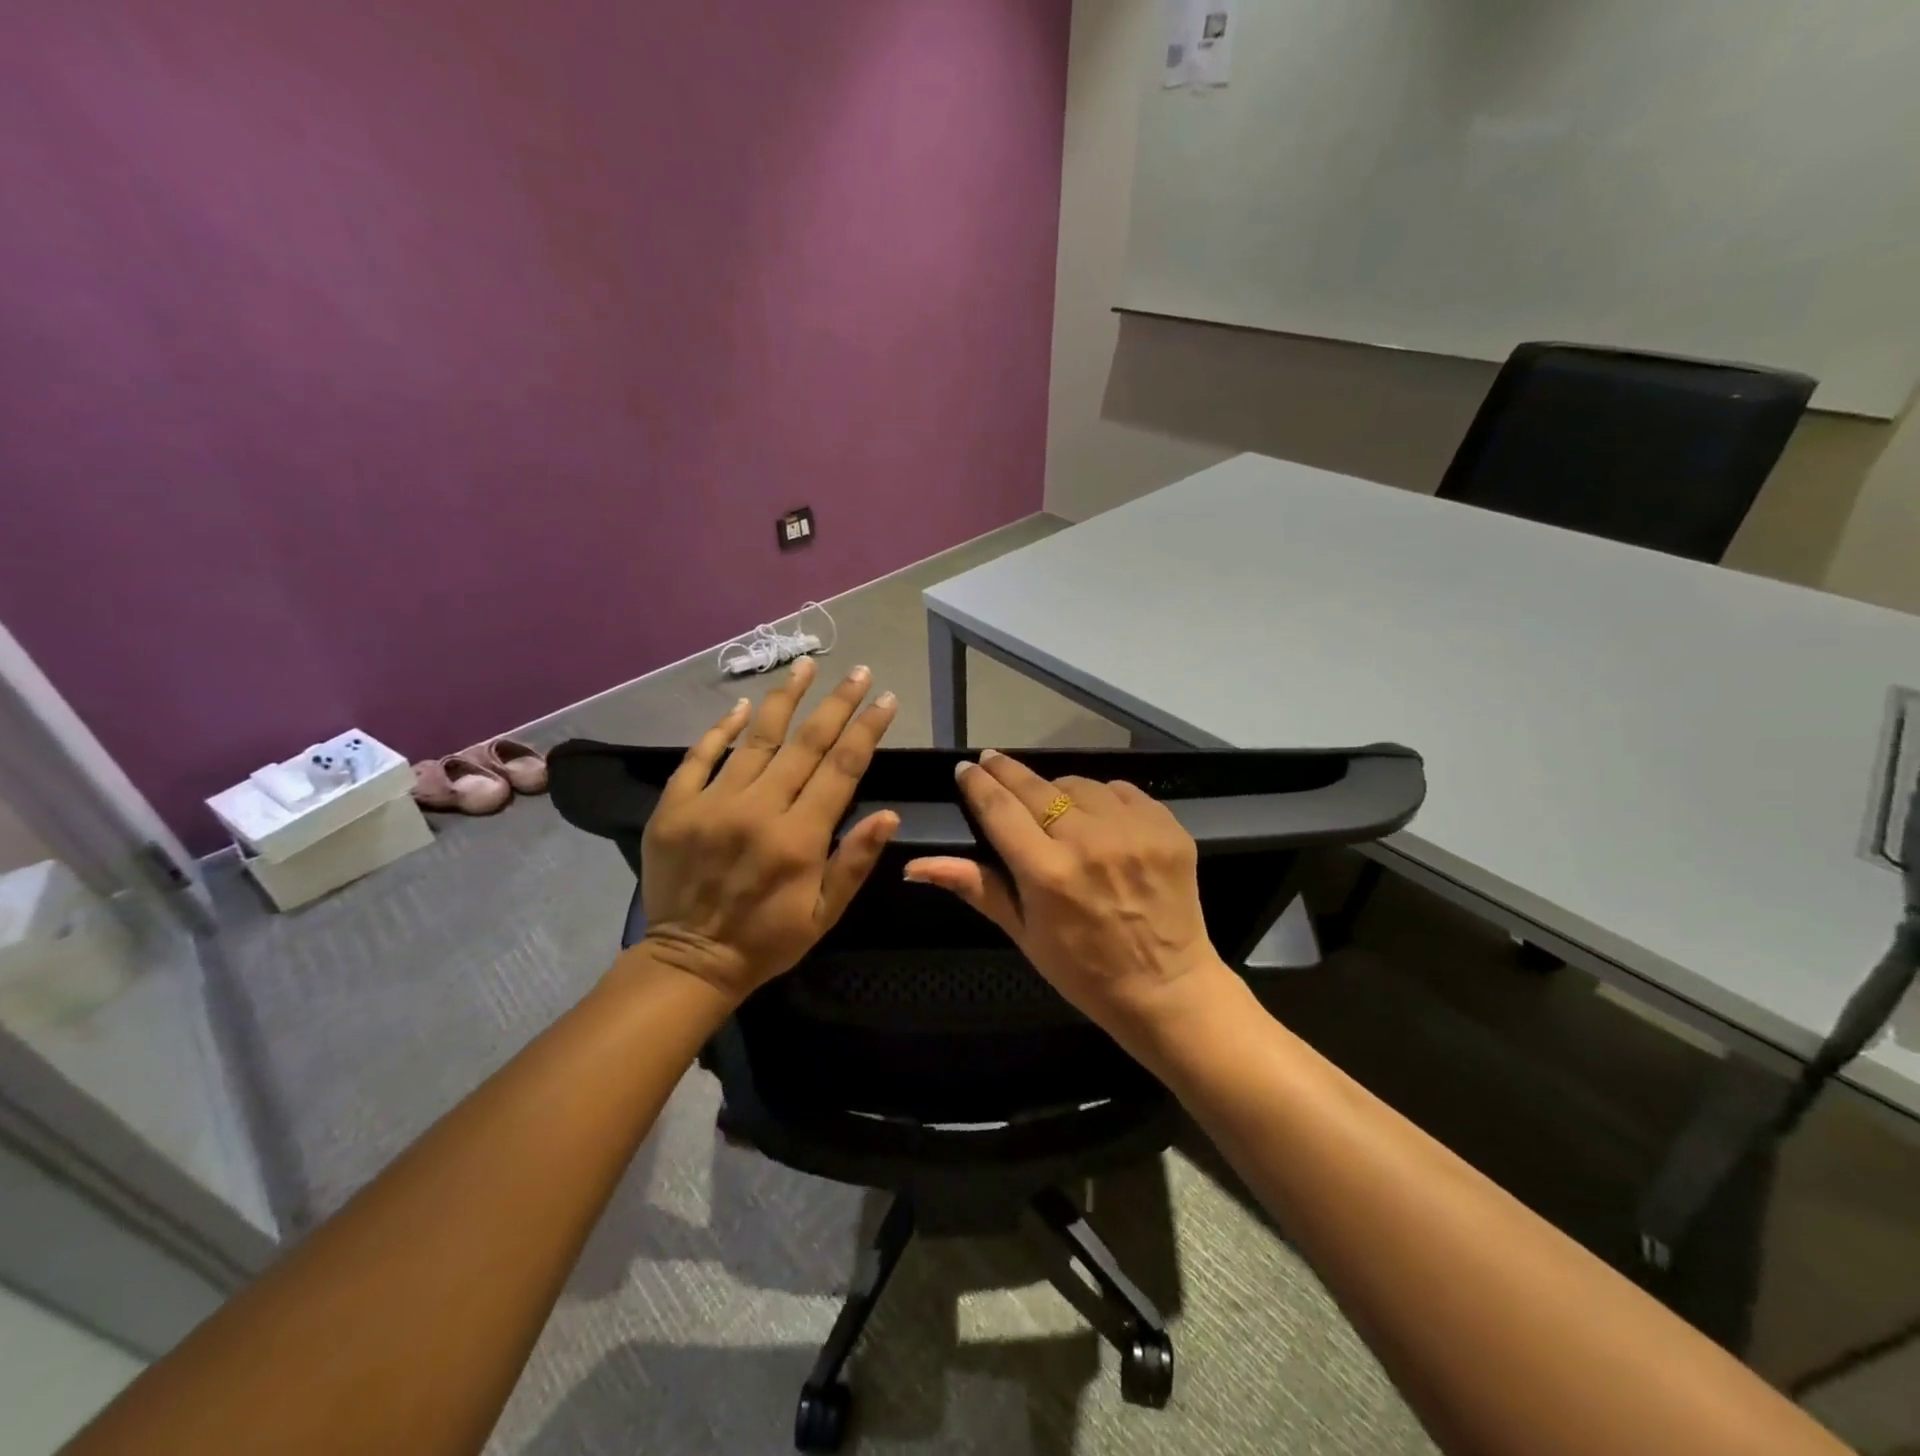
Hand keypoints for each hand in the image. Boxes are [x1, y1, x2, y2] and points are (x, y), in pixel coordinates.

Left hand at [637, 657, 898, 1001]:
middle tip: (857, 670)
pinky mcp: (675, 806)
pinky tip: (742, 705)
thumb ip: (855, 862)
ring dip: (785, 698)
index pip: (842, 768)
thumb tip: (889, 814)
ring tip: (805, 666)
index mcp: (799, 838)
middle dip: (836, 703)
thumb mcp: (824, 914)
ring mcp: (712, 804)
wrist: (689, 961)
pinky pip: (699, 756)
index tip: (885, 699)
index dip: (867, 729)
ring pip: (756, 738)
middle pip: (805, 742)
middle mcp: (758, 810)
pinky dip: (721, 728)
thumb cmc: (767, 940)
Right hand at [903, 750, 1228, 1042]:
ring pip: (1079, 784)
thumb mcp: (1022, 933)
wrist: (1167, 987)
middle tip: (990, 761)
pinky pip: (1121, 791)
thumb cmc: (1083, 970)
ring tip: (1050, 803)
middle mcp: (1090, 842)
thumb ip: (974, 886)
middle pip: (1036, 788)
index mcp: (1047, 874)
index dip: (978, 785)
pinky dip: (1102, 798)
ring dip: (1057, 789)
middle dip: (1006, 771)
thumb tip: (914, 865)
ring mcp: (1134, 831)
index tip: (965, 768)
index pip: (1000, 810)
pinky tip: (1096, 816)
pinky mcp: (1167, 827)